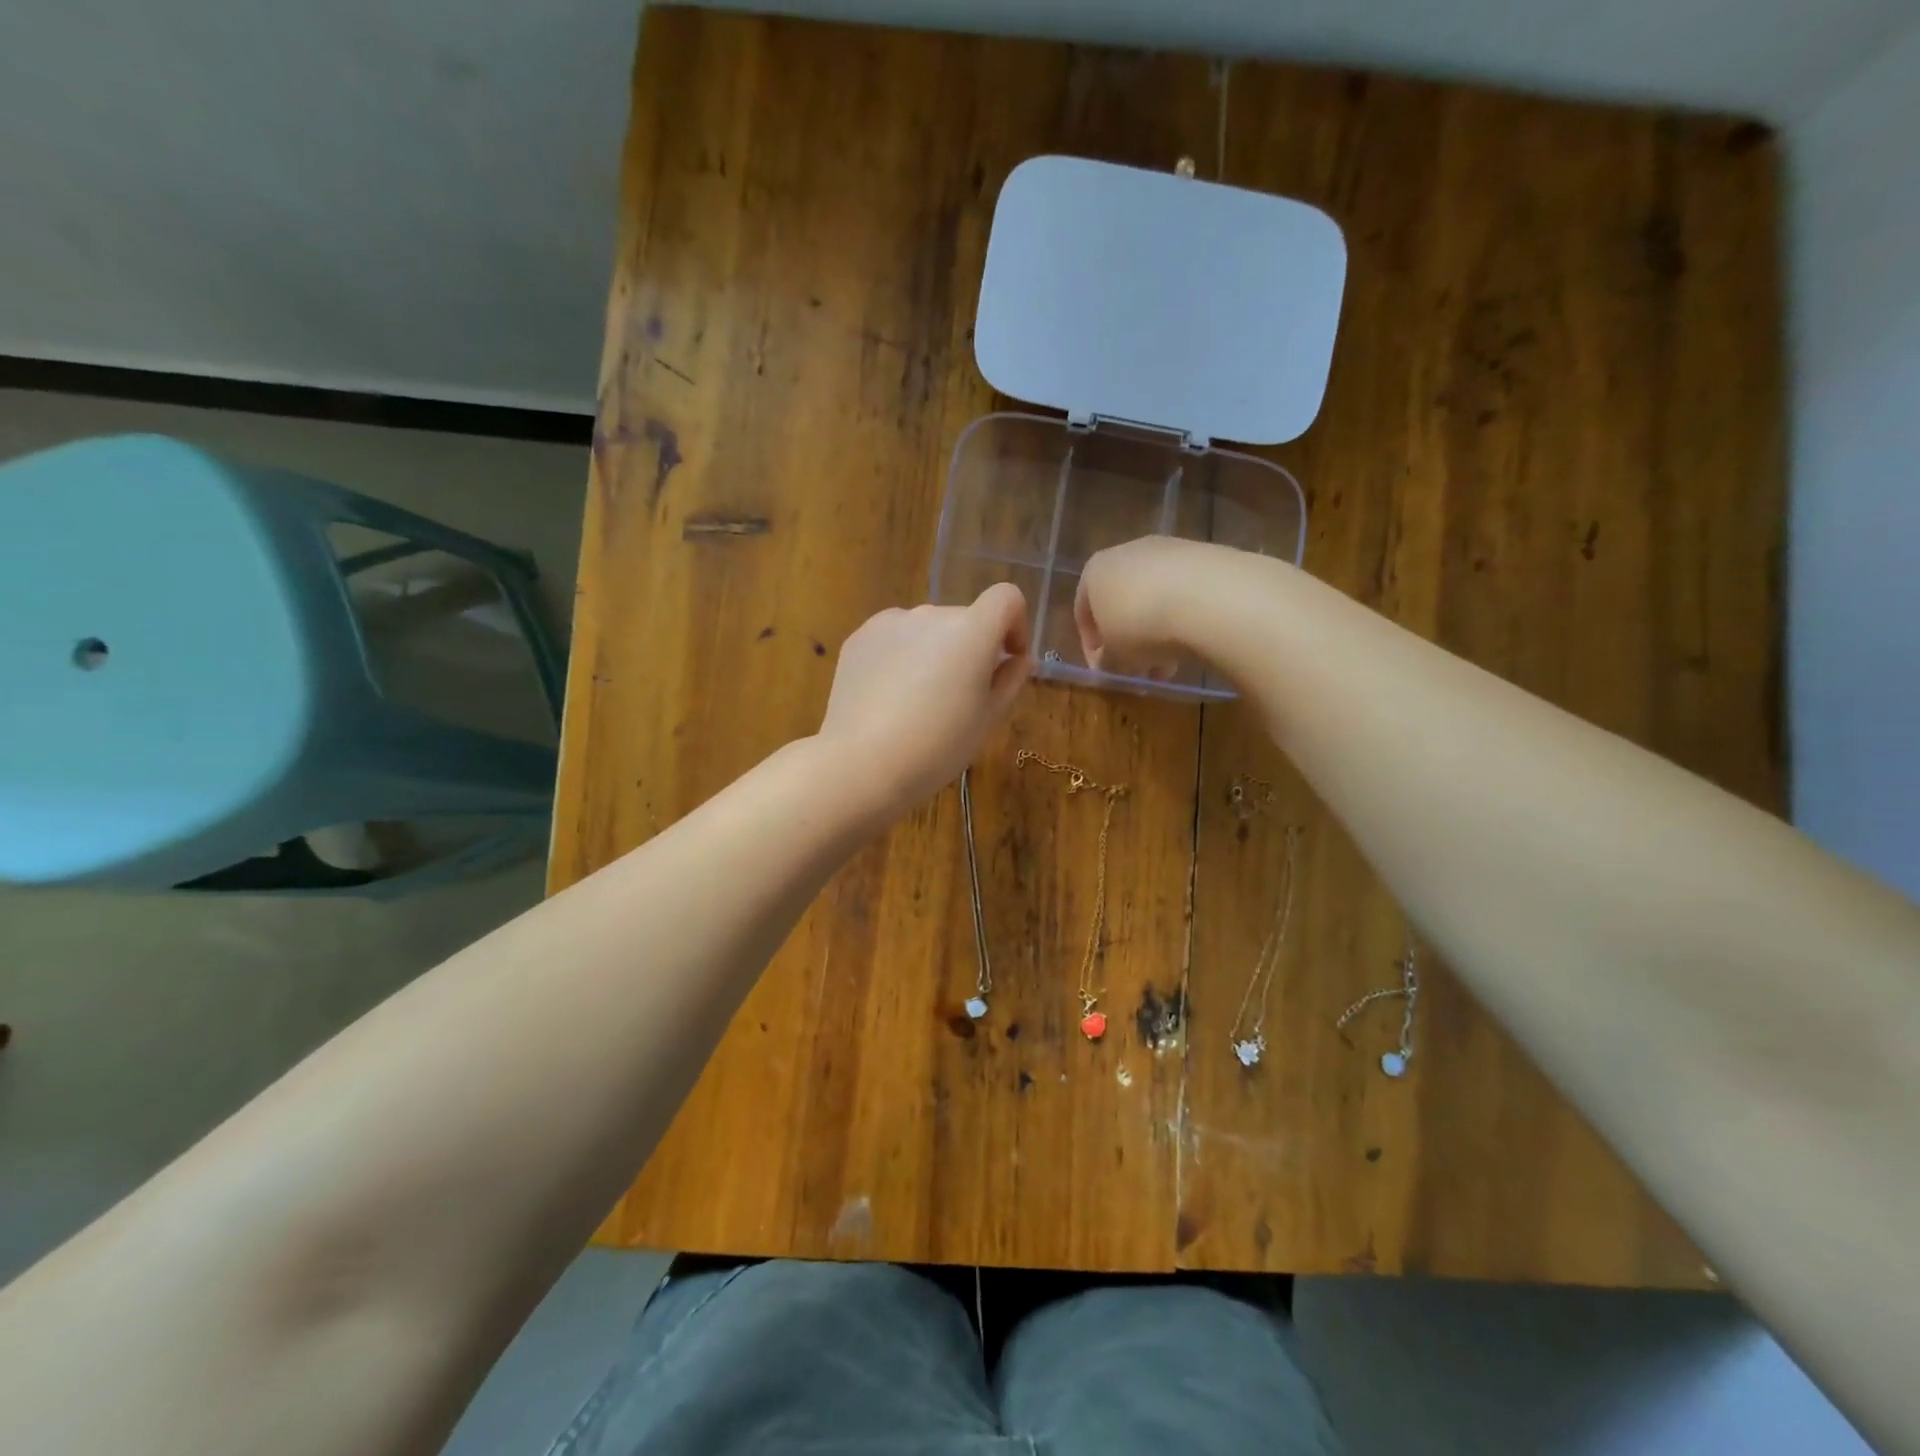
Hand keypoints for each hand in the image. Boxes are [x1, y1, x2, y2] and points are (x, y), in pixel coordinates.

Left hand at [818, 584, 1032, 817]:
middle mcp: (931, 614)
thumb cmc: (937, 746)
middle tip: (961, 696)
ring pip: (927, 630)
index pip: (1006, 598)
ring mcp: (890, 622)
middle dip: (971, 648)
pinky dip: (901, 657)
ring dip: (934, 651)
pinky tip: (888, 697)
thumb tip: (1018, 658)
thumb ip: (1011, 679)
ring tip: (919, 700)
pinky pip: (894, 639)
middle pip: (965, 619)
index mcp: (971, 630)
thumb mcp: (988, 719)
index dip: (1016, 624)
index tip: (1008, 659)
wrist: (862, 763)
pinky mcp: (860, 637)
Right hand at [1075, 536, 1224, 679]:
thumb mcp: (1114, 657)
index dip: (1092, 648)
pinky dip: (1182, 617)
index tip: (1105, 671)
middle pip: (1121, 605)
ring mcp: (1167, 550)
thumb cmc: (1141, 626)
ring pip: (1153, 599)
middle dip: (1129, 642)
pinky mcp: (1202, 555)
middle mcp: (1126, 553)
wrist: (1207, 597)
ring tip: (1169, 666)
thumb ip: (1105, 662)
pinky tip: (1192, 643)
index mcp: (1094, 571)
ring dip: (1156, 634)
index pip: (1083, 613)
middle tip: (1139, 671)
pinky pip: (1183, 592)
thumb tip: (1107, 664)